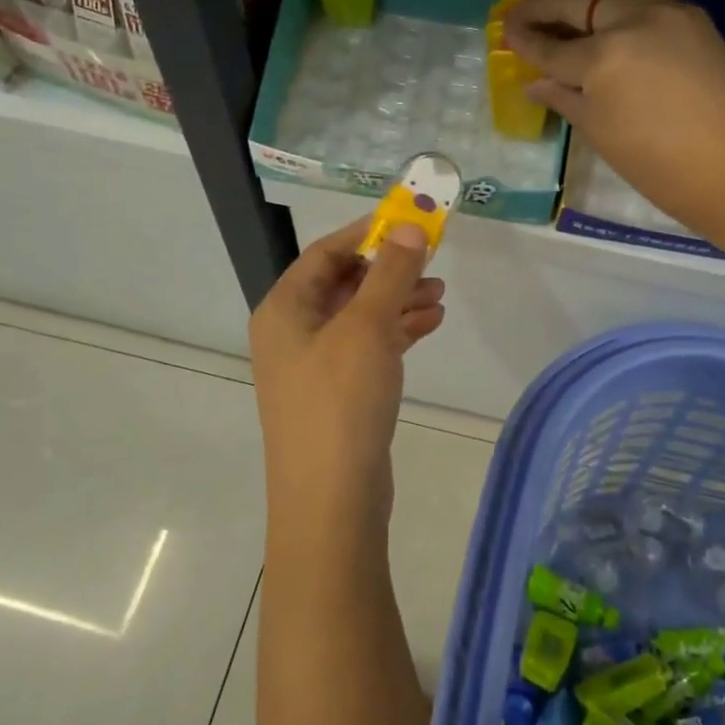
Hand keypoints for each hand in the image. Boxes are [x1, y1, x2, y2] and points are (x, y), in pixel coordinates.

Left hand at [250, 217, 445, 539]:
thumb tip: (409, 227)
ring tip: (440, 298)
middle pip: (343, 284)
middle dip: (389, 272)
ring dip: (397, 302)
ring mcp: (313, 367)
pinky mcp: (336, 395)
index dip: (367, 233)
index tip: (409, 223)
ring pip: (359, 318)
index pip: (324, 253)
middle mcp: (292, 333)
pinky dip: (396, 334)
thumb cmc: (341, 401)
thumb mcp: (367, 327)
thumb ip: (390, 273)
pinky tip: (429, 326)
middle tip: (433, 265)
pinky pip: (366, 349)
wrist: (331, 501)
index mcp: (284, 309)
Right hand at [504, 0, 724, 246]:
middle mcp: (634, 20)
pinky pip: (647, 3)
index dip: (526, 40)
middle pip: (583, 1)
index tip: (505, 30)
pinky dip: (621, 9)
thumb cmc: (656, 163)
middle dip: (549, 5)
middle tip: (523, 11)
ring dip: (587, 1)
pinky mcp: (696, 21)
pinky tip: (610, 25)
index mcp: (604, 56)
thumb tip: (537, 84)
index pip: (553, 45)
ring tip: (566, 14)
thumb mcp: (599, 131)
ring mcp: (670, 14)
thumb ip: (565, 98)